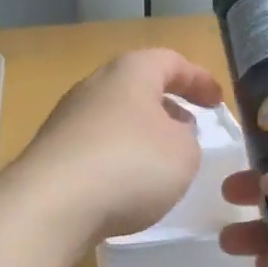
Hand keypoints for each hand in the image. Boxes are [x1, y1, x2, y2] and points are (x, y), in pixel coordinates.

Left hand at [13, 49, 224, 241]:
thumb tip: (172, 133)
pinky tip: (125, 187)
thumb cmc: (129, 165)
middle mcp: (93, 87)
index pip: (170, 61)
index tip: (217, 101)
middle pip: (136, 87)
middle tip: (188, 129)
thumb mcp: (184, 153)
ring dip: (141, 135)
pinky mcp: (52, 153)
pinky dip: (117, 158)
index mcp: (129, 73)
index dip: (198, 79)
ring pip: (115, 118)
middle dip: (166, 106)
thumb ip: (187, 139)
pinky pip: (95, 147)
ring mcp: (67, 120)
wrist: (50, 205)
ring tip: (161, 163)